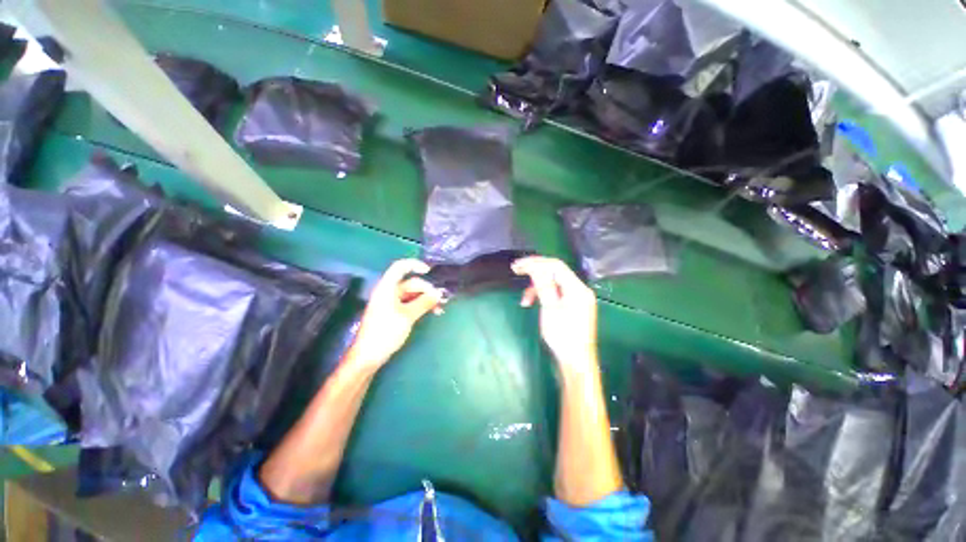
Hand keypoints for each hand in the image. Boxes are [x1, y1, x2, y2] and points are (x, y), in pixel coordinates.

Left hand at [346, 259, 443, 368]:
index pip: (400, 267)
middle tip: (441, 300)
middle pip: (410, 283)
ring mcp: (390, 304)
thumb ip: (424, 302)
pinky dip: (420, 306)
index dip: (414, 265)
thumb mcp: (408, 316)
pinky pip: (409, 304)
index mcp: (387, 288)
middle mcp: (388, 292)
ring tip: (439, 308)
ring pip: (412, 295)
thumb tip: (438, 293)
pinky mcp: (392, 314)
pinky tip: (432, 313)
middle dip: (426, 289)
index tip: (429, 271)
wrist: (368, 356)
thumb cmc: (386, 332)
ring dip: (425, 299)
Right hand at [512, 256, 598, 371]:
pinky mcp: (573, 306)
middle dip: (535, 271)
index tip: (518, 266)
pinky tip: (533, 303)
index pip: (556, 265)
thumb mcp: (550, 309)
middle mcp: (580, 289)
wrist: (576, 362)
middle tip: (516, 271)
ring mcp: (577, 298)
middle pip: (555, 272)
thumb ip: (543, 285)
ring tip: (524, 300)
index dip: (536, 262)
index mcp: (577, 288)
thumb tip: (534, 266)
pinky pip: (557, 293)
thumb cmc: (563, 337)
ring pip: (554, 283)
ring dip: (537, 287)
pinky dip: (543, 295)